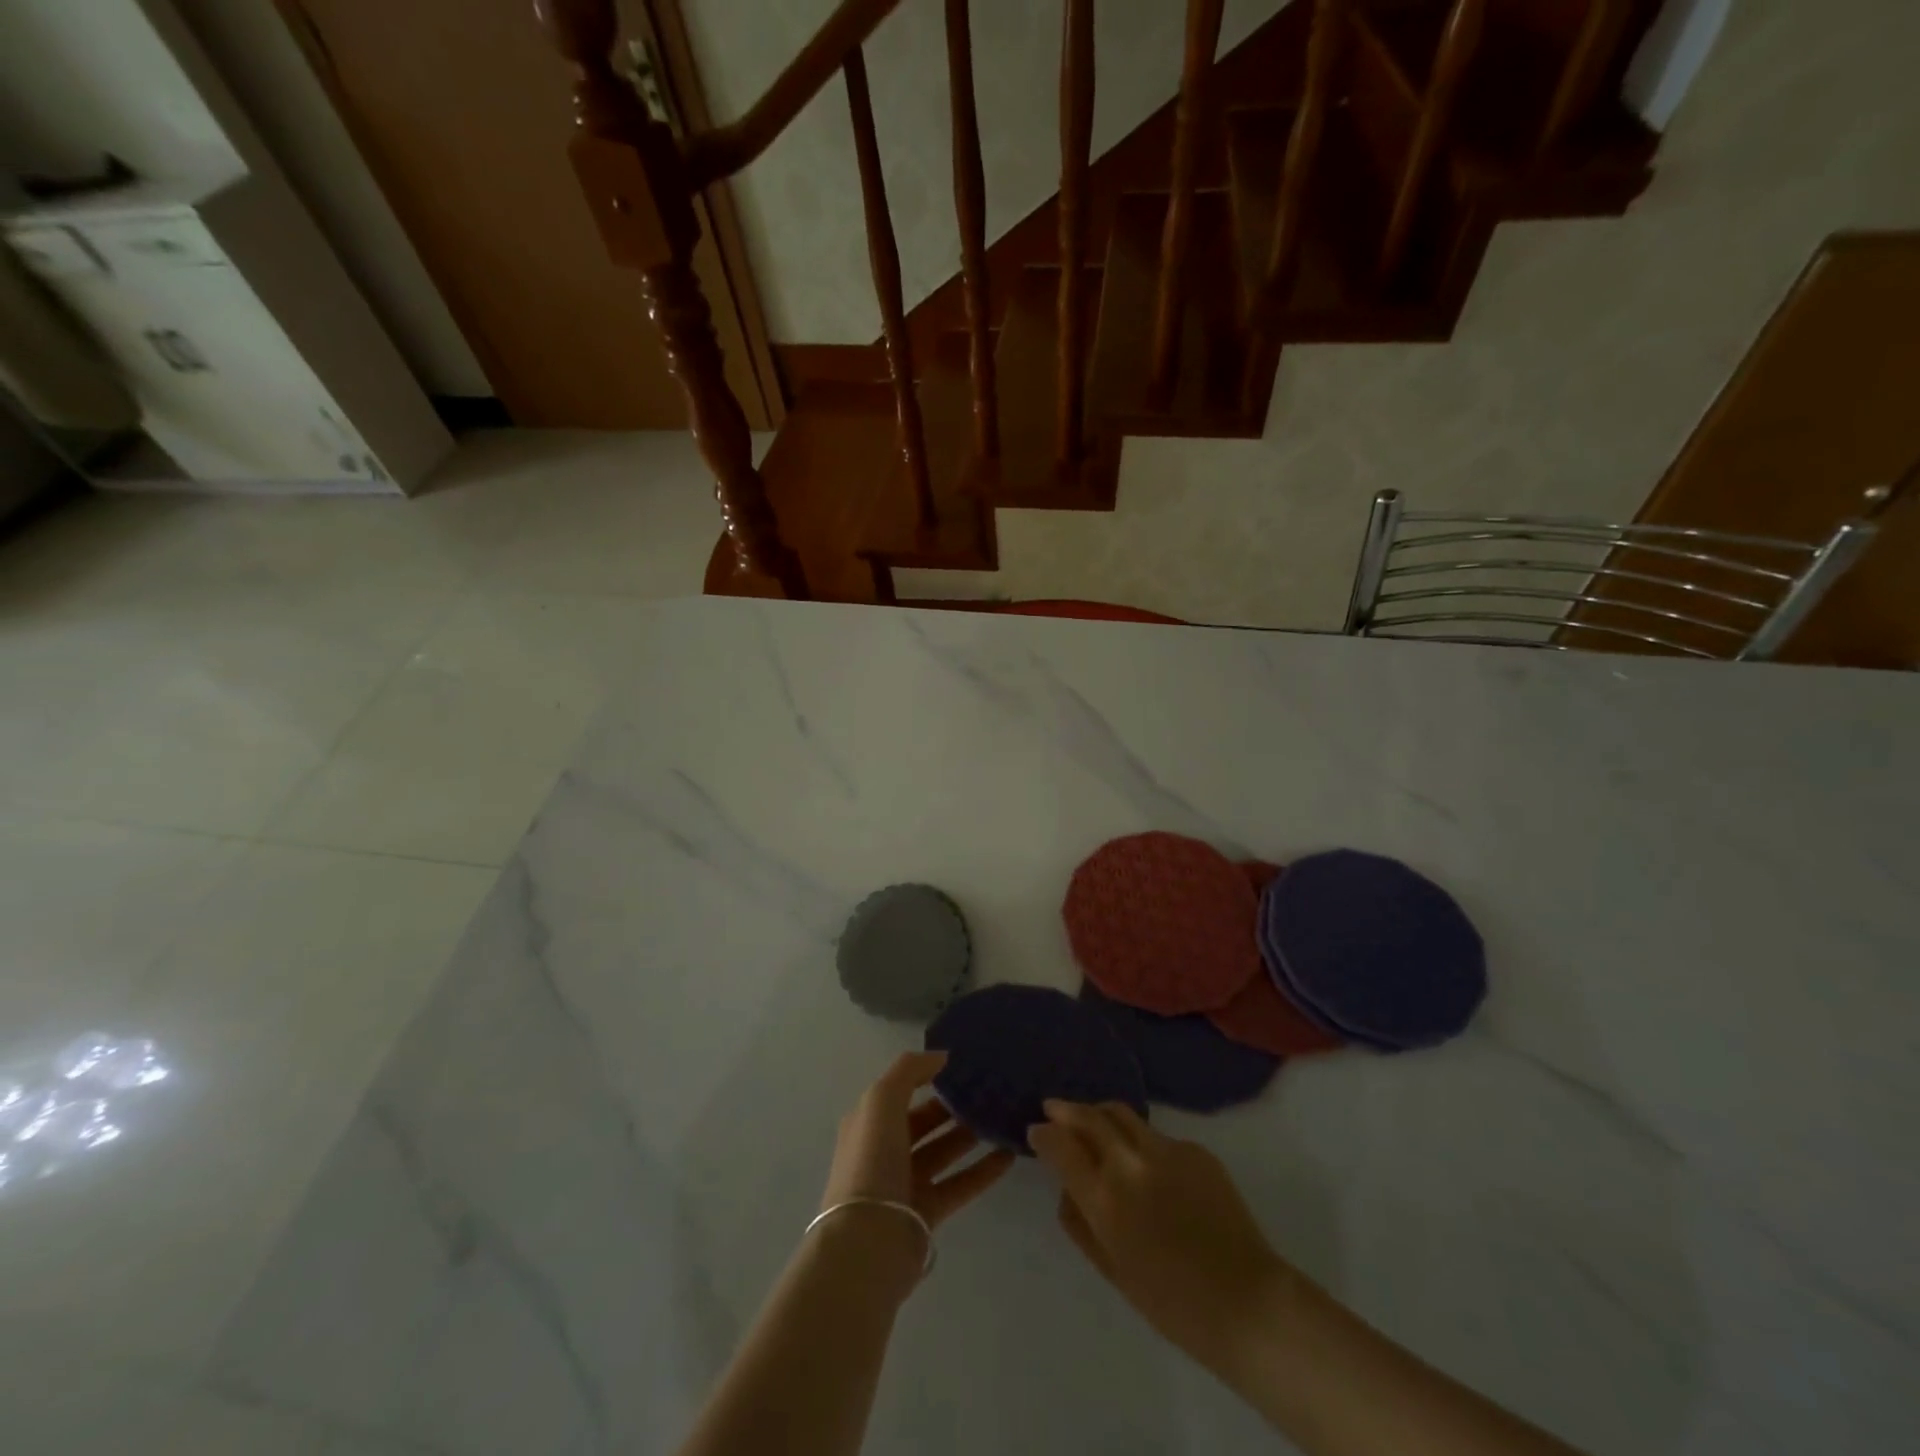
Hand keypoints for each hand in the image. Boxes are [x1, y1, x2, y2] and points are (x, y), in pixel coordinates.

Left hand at [821, 1051, 1015, 1226]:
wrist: (867, 1243)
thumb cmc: (872, 1162)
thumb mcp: (882, 1100)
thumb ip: (909, 1070)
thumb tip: (941, 1057)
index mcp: (869, 1121)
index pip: (902, 1089)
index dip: (929, 1075)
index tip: (965, 1064)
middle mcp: (885, 1149)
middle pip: (925, 1120)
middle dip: (954, 1104)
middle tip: (991, 1090)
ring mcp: (906, 1182)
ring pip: (944, 1150)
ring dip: (971, 1134)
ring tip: (1004, 1116)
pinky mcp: (927, 1212)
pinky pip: (960, 1183)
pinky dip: (983, 1170)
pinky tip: (1010, 1155)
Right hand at [1030, 1100, 1290, 1368]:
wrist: (1247, 1302)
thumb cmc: (1171, 1302)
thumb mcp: (1111, 1269)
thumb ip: (1079, 1223)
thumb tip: (1066, 1187)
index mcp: (1105, 1198)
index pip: (1060, 1145)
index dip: (1044, 1133)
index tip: (1036, 1130)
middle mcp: (1131, 1162)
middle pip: (1090, 1116)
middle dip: (1066, 1109)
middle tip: (1054, 1107)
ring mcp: (1166, 1150)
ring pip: (1123, 1115)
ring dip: (1101, 1115)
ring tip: (1094, 1123)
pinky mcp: (1196, 1149)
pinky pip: (1158, 1138)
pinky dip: (1143, 1144)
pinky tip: (1151, 1168)